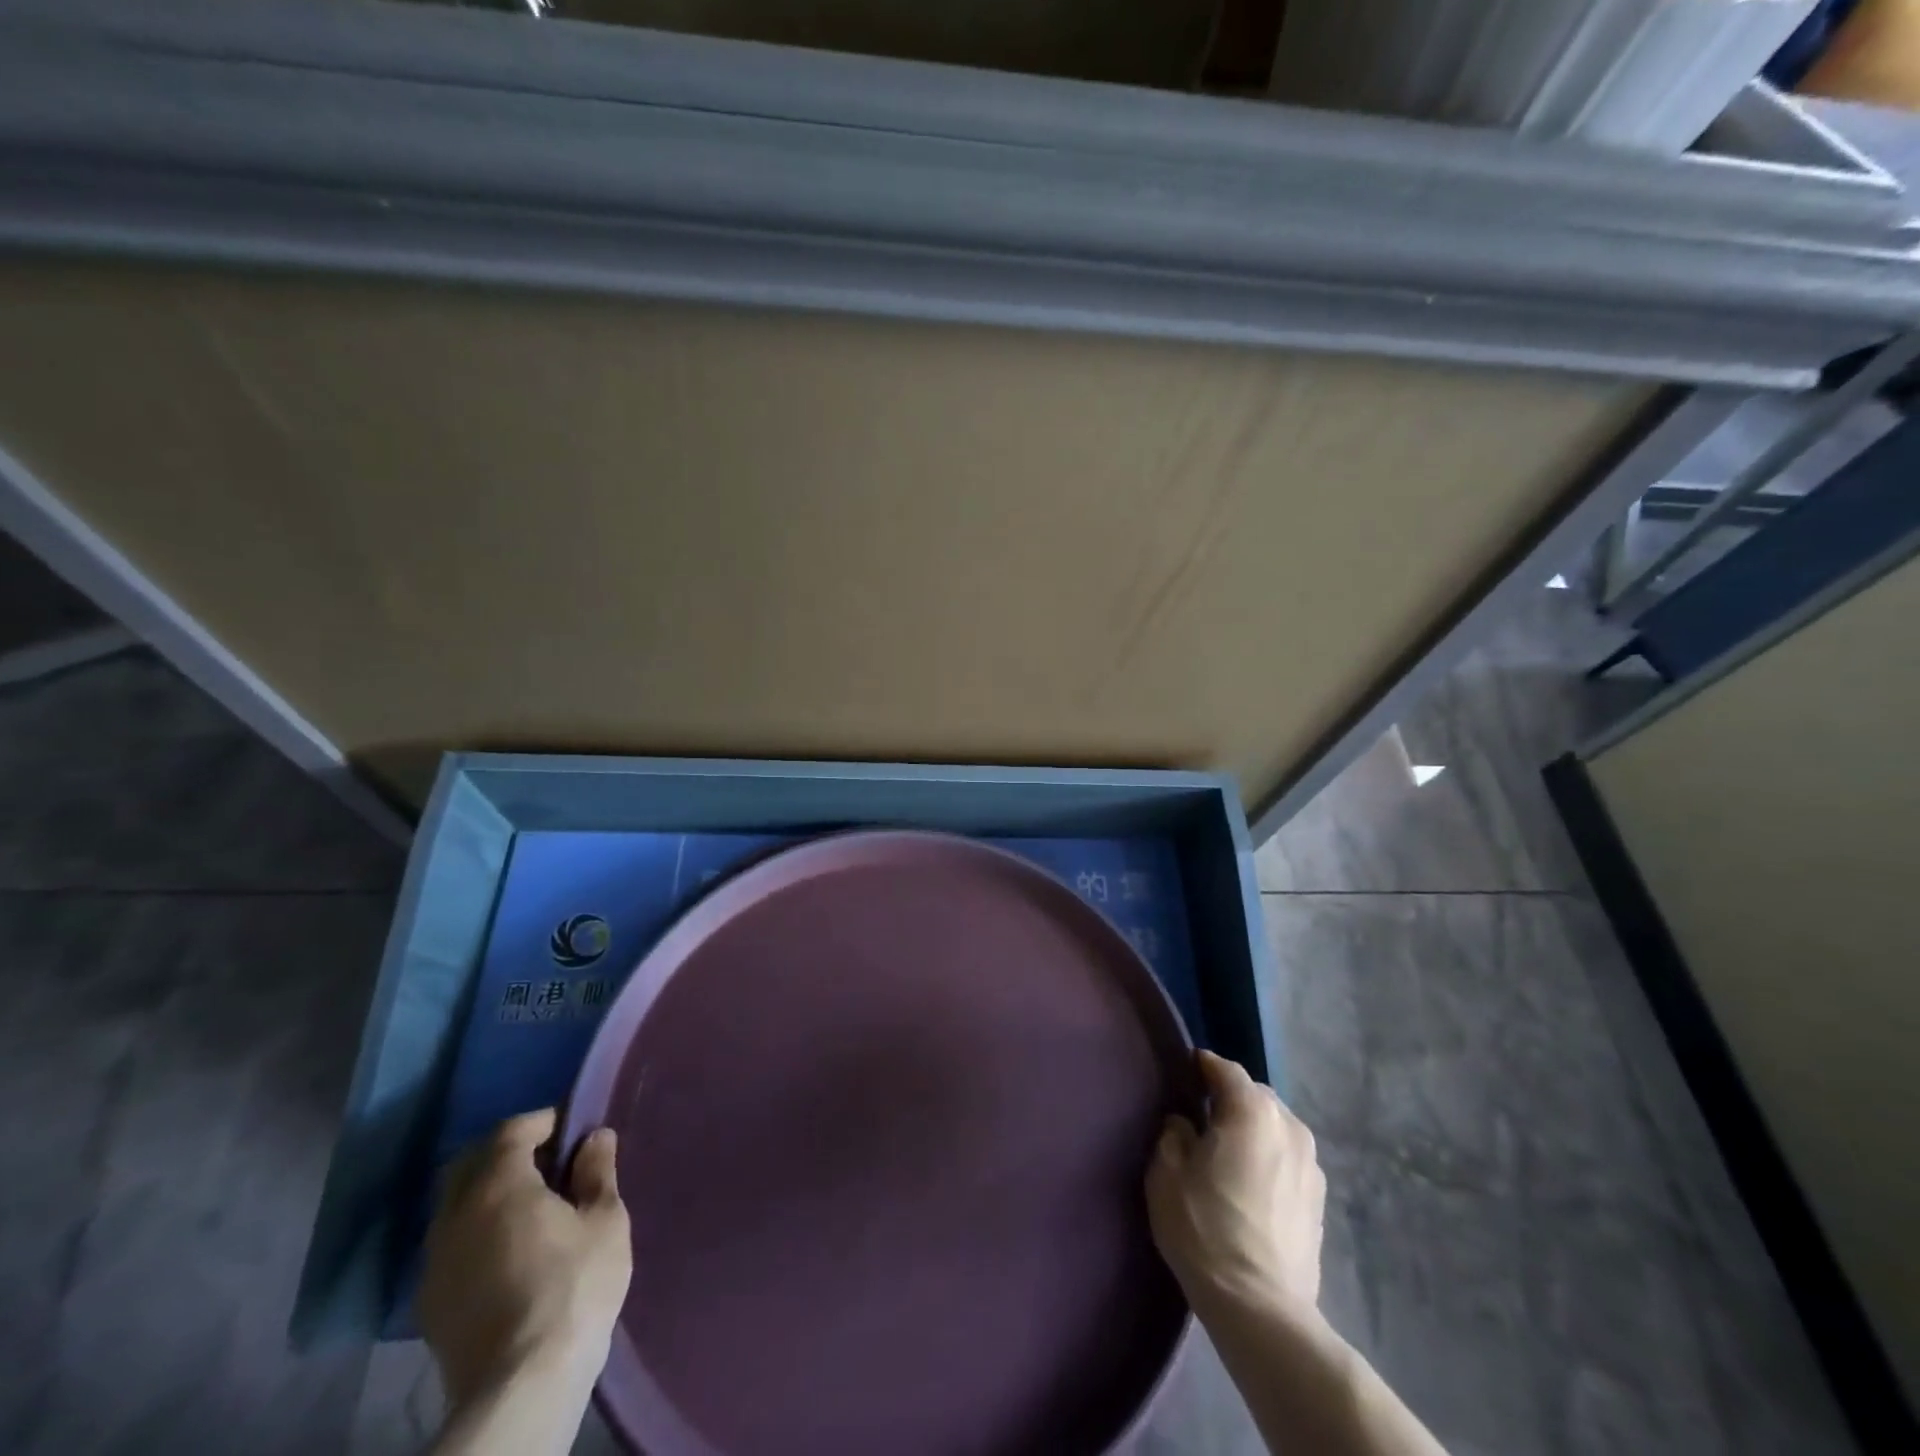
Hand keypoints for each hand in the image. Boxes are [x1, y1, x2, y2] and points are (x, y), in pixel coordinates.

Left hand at [420, 1109, 631, 1412]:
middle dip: (506, 1152)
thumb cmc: (574, 1287)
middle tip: (548, 1161)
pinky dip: (476, 1231)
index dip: (542, 1121)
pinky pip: (451, 1244)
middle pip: (471, 1163)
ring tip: (530, 1207)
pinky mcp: (429, 1303)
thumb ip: (597, 1171)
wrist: (521, 1386)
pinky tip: (507, 1251)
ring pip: (455, 1206)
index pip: (511, 1131)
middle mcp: (455, 1215)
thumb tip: (594, 1137)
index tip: (572, 1127)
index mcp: (498, 1186)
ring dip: (487, 1193)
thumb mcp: (605, 1220)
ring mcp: (435, 1261)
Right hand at [1145, 1050, 1325, 1316]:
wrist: (1261, 1309)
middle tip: (1200, 1120)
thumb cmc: (1205, 1229)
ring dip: (1252, 1130)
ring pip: (1274, 1127)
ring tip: (1228, 1156)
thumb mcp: (1166, 1172)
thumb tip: (1186, 1123)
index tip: (1182, 1074)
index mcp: (1252, 1110)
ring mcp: (1311, 1163)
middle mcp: (1289, 1125)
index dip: (1200, 1066)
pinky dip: (1269, 1159)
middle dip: (1229, 1099)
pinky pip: (1287, 1158)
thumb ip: (1173, 1132)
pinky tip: (1250, 1186)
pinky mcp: (1319, 1198)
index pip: (1223, 1069)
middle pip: (1254, 1095)